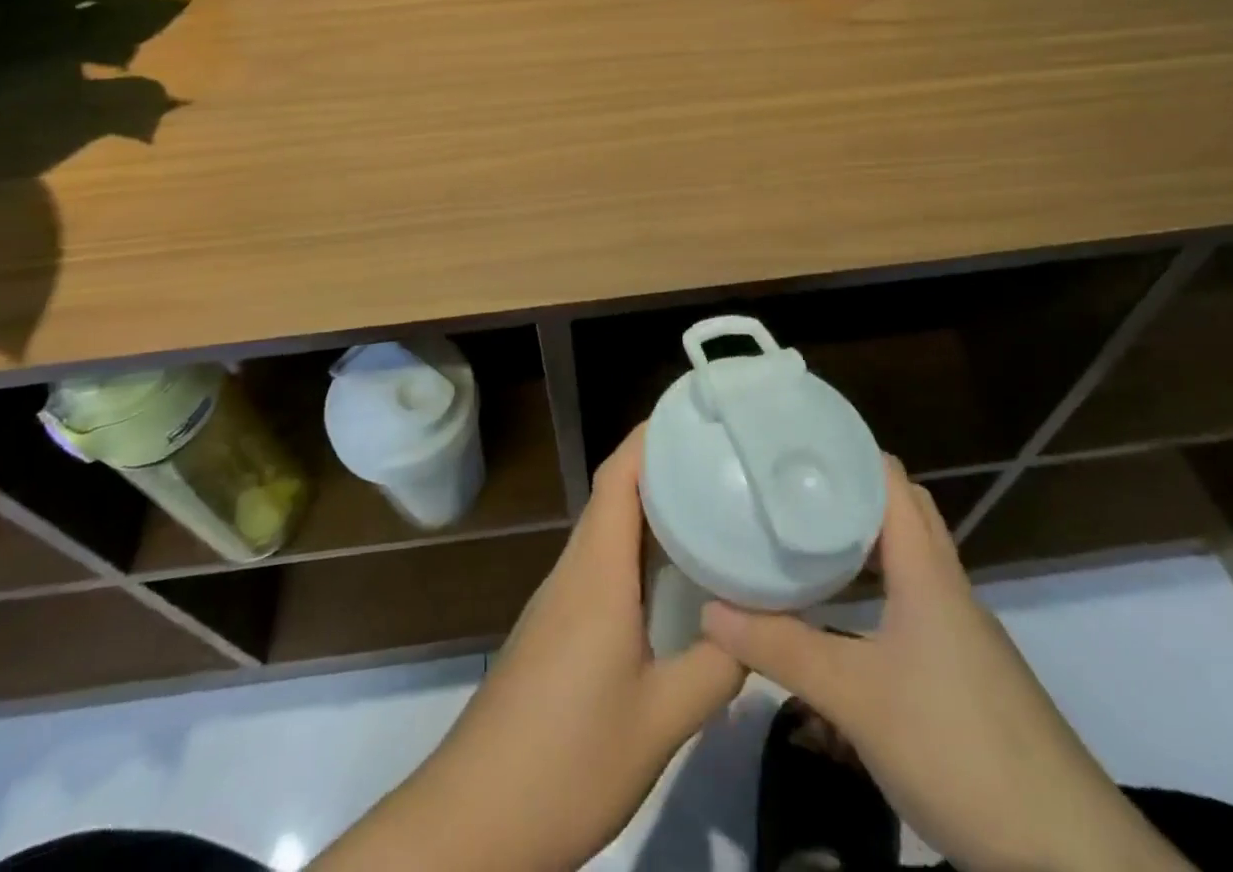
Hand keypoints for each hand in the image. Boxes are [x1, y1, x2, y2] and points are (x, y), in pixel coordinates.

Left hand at [315, 425, 744, 871]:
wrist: (475, 817)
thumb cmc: (567, 758)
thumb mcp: (659, 721)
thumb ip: (714, 669)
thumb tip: (757, 628)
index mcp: (597, 572)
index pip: (618, 476)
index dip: (651, 435)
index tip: (695, 413)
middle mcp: (575, 569)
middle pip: (614, 493)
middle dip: (662, 464)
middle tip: (721, 456)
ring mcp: (561, 598)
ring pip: (608, 528)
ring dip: (651, 507)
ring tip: (709, 502)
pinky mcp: (557, 626)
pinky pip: (602, 562)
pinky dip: (637, 548)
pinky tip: (671, 575)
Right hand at [702, 459, 1194, 871]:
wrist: (1069, 855)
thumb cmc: (957, 746)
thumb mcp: (855, 698)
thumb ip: (781, 649)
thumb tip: (709, 610)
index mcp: (927, 571)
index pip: (889, 479)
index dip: (846, 451)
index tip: (792, 443)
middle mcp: (947, 587)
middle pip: (901, 511)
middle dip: (849, 490)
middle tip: (791, 488)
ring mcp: (962, 630)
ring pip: (909, 558)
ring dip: (863, 540)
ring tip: (805, 538)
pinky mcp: (966, 670)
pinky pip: (914, 600)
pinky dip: (877, 587)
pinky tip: (843, 615)